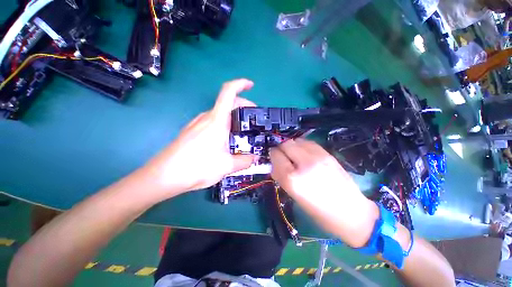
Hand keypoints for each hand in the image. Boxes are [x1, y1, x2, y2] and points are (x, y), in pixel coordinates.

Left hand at [144, 79, 257, 196]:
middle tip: (252, 120)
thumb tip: (255, 158)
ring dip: (232, 118)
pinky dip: (223, 125)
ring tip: (241, 133)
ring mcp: (197, 124)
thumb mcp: (227, 165)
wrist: (164, 176)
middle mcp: (206, 117)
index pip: (228, 92)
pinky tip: (225, 141)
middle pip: (227, 103)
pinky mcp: (192, 131)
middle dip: (242, 107)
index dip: (241, 84)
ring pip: (219, 114)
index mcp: (216, 120)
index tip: (251, 85)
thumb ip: (244, 160)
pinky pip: (211, 123)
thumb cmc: (197, 167)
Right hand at [270, 138, 378, 247]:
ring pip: (297, 140)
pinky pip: (308, 142)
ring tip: (294, 155)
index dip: (273, 155)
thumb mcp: (294, 196)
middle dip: (281, 149)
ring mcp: (318, 157)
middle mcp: (304, 164)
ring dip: (292, 146)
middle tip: (283, 157)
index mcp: (293, 179)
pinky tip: (304, 154)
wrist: (351, 213)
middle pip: (286, 144)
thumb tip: (275, 164)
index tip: (273, 158)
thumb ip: (281, 176)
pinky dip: (302, 145)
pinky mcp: (328, 154)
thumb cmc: (319, 212)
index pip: (276, 155)